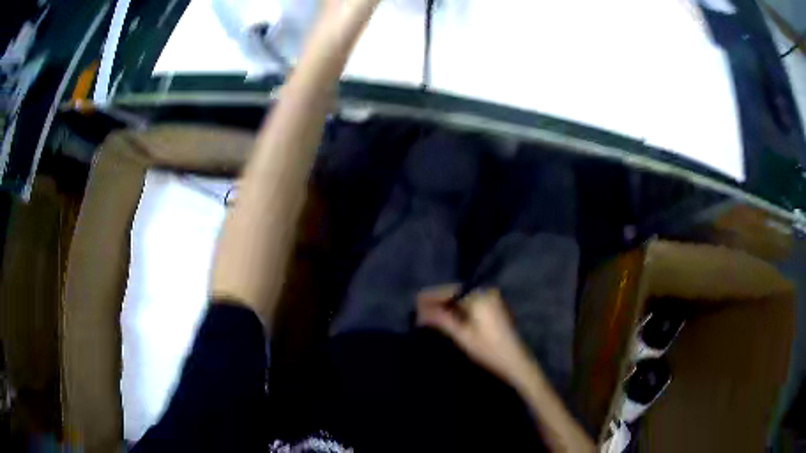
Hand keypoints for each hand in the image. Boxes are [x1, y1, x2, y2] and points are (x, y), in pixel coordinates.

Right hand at [416, 286, 533, 383]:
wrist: (515, 361)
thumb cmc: (488, 350)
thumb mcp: (462, 335)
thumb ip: (441, 320)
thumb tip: (420, 312)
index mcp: (479, 296)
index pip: (449, 291)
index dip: (430, 297)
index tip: (414, 303)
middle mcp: (485, 291)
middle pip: (455, 292)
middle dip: (437, 301)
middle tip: (419, 311)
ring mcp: (491, 298)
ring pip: (462, 298)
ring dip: (446, 305)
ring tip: (428, 315)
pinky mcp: (493, 307)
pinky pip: (470, 303)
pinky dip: (457, 308)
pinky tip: (446, 317)